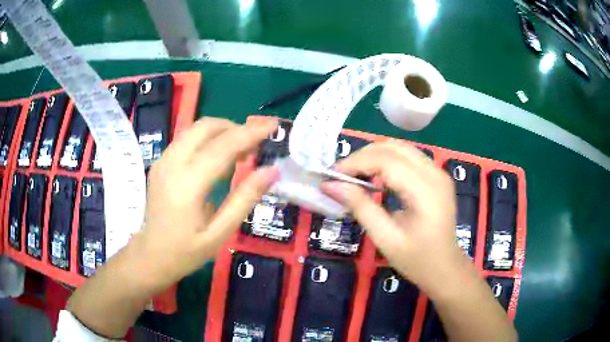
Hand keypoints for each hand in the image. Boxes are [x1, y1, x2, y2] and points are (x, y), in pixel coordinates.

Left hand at [131, 117, 278, 292]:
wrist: (149, 256)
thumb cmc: (185, 251)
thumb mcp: (219, 233)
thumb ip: (245, 199)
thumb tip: (271, 171)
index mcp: (187, 184)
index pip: (223, 146)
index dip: (251, 132)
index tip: (274, 125)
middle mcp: (172, 163)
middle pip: (206, 127)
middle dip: (236, 127)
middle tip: (257, 143)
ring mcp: (163, 161)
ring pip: (195, 129)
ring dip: (222, 132)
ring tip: (241, 151)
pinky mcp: (160, 163)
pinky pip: (187, 140)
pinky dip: (208, 140)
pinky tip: (218, 159)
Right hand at [322, 140, 464, 294]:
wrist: (445, 268)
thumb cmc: (417, 260)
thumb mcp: (385, 238)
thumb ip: (360, 207)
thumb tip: (331, 185)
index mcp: (426, 190)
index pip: (386, 161)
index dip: (356, 163)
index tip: (332, 176)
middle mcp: (434, 173)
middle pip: (393, 147)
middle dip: (362, 156)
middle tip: (340, 175)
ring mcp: (438, 172)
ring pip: (400, 148)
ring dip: (373, 155)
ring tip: (354, 174)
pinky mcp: (436, 176)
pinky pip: (407, 157)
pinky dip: (386, 160)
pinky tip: (374, 176)